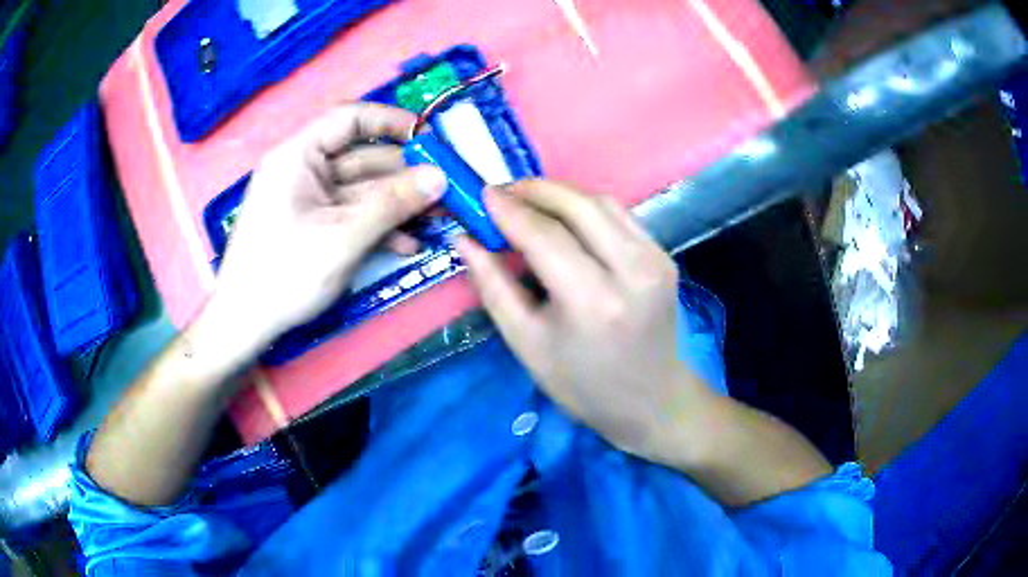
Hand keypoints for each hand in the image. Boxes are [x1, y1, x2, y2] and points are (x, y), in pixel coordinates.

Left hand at [206, 103, 446, 358]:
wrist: (245, 324)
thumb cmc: (283, 275)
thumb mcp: (341, 238)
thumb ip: (391, 205)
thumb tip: (440, 177)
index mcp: (298, 156)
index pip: (349, 118)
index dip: (391, 121)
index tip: (429, 138)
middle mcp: (304, 170)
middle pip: (362, 156)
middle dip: (405, 173)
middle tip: (446, 188)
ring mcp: (310, 200)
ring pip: (363, 189)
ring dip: (399, 203)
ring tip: (438, 219)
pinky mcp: (316, 225)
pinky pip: (353, 214)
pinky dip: (380, 225)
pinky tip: (408, 244)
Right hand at [456, 181, 715, 460]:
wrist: (652, 400)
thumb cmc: (582, 384)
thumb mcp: (527, 344)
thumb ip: (494, 287)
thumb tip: (465, 240)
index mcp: (592, 301)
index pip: (545, 235)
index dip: (509, 210)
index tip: (482, 194)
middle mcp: (631, 271)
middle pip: (578, 206)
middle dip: (535, 190)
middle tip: (503, 193)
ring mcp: (655, 260)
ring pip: (602, 203)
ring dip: (561, 194)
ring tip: (528, 202)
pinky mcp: (664, 257)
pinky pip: (620, 216)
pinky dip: (586, 208)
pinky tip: (564, 219)